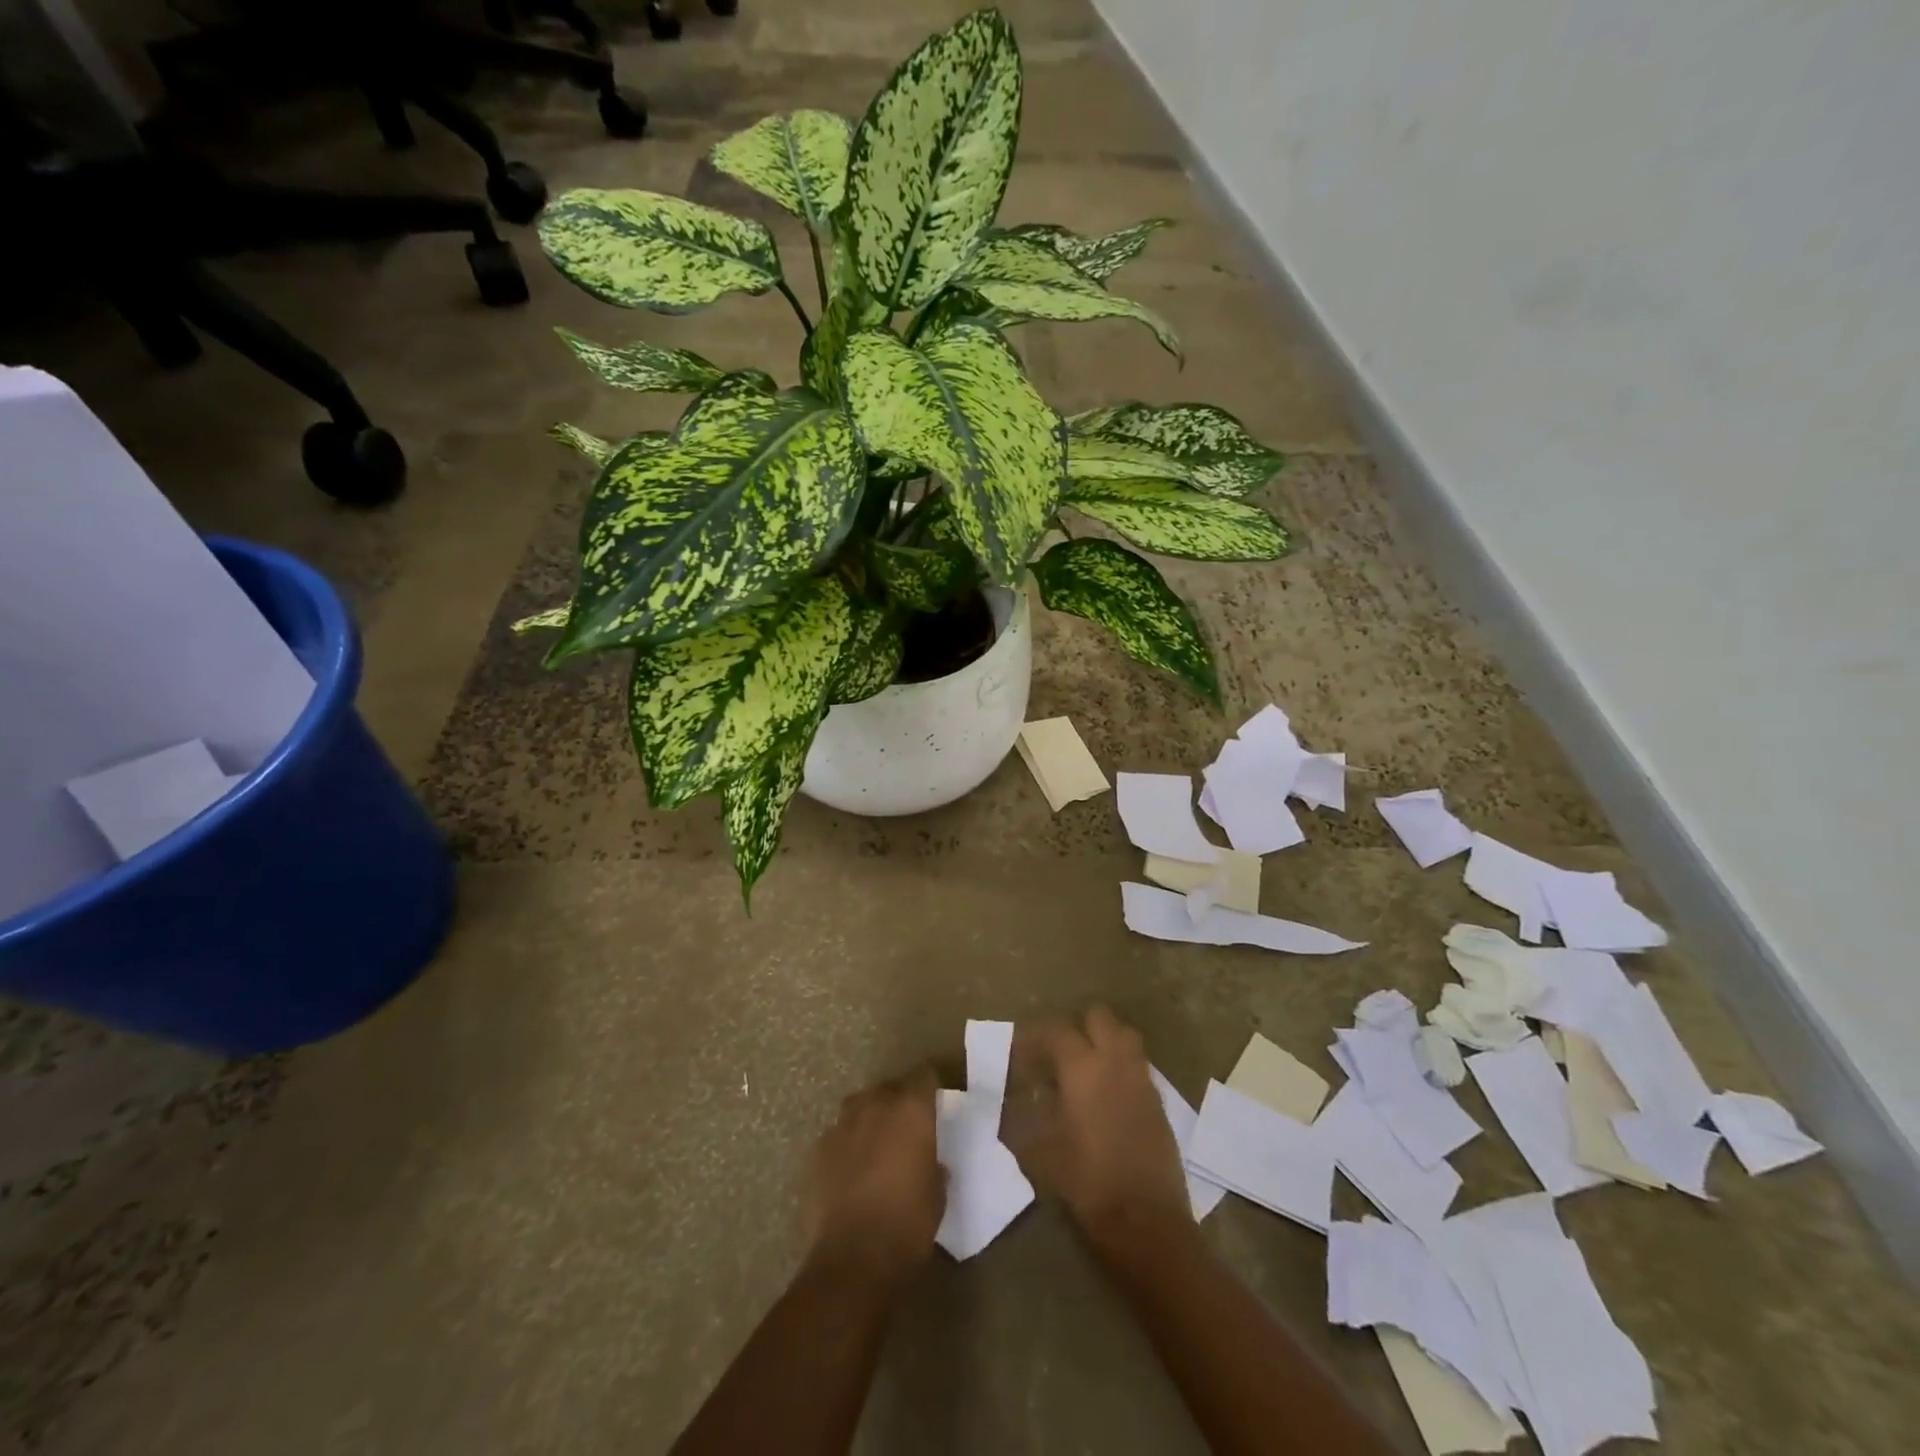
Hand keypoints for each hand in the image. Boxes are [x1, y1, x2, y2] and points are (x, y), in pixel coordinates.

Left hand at [802, 1067, 945, 1286]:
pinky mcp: (818, 1150)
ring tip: (874, 1145)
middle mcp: (876, 1106)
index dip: (929, 1087)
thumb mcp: (937, 1194)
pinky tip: (850, 1170)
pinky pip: (837, 1136)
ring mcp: (842, 1125)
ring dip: (868, 1119)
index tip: (934, 1101)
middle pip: (888, 1089)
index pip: (924, 1076)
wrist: (854, 1259)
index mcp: (911, 1110)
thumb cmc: (908, 1224)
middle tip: (905, 1128)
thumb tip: (930, 1162)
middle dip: (897, 1103)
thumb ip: (934, 1165)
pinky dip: (846, 1145)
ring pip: (858, 1107)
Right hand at [1003, 1007, 1192, 1246]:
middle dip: (1078, 1027)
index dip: (1035, 1038)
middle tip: (1058, 1054)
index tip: (1020, 1053)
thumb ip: (1024, 1119)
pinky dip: (1121, 1068)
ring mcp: (1141, 1080)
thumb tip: (1010, 1104)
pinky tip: (1107, 1096)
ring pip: (1125, 1036)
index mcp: (1082, 1068)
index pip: (1056, 1032)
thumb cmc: (1086, 1182)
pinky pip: (1138, 1066)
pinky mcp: (1158, 1102)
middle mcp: (1114, 1062)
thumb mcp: (1041, 1152)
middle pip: (1100, 1017)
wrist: (1146, 1221)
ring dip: (1105, 1041)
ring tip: (1085, 1068)